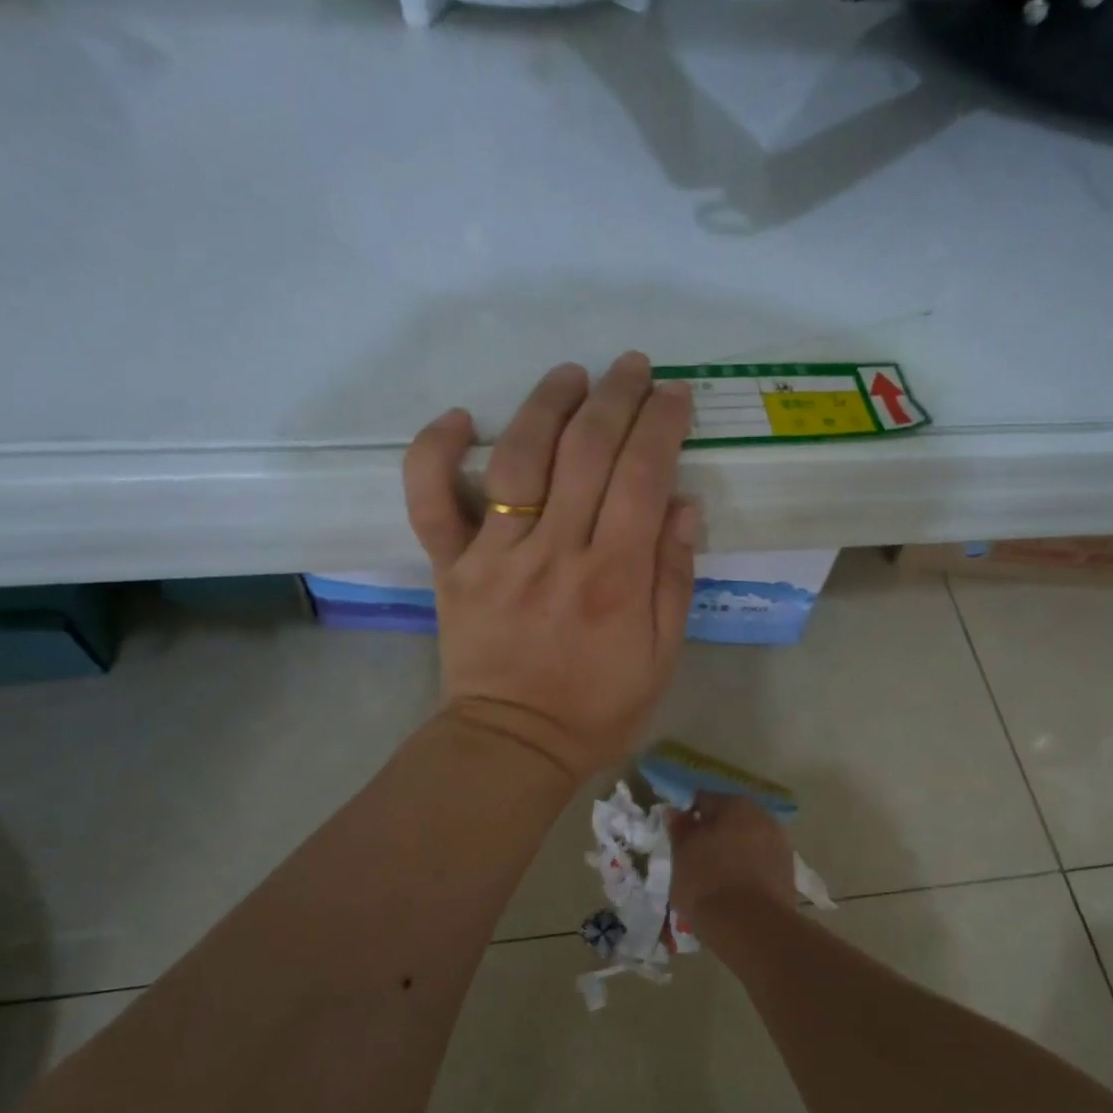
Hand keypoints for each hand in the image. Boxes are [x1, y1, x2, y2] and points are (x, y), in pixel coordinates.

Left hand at [402, 352, 697, 783]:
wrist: (514, 745)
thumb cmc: (597, 709)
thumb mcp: (661, 658)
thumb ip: (673, 580)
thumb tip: (682, 505)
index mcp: (614, 579)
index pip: (642, 476)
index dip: (661, 425)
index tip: (674, 396)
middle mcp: (555, 554)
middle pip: (586, 452)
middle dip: (615, 397)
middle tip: (632, 367)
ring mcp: (495, 556)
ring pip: (518, 459)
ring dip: (546, 404)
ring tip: (571, 374)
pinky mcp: (451, 567)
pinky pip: (431, 501)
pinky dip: (435, 453)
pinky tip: (460, 418)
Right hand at [668, 793, 797, 936]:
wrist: (751, 928)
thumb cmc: (708, 882)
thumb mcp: (682, 854)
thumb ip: (679, 828)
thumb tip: (676, 812)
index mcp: (736, 804)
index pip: (703, 801)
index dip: (687, 818)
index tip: (678, 839)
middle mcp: (763, 817)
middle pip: (729, 821)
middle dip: (713, 835)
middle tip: (693, 860)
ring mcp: (780, 845)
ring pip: (746, 844)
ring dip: (731, 854)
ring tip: (713, 880)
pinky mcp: (788, 874)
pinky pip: (758, 865)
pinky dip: (746, 872)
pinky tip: (733, 892)